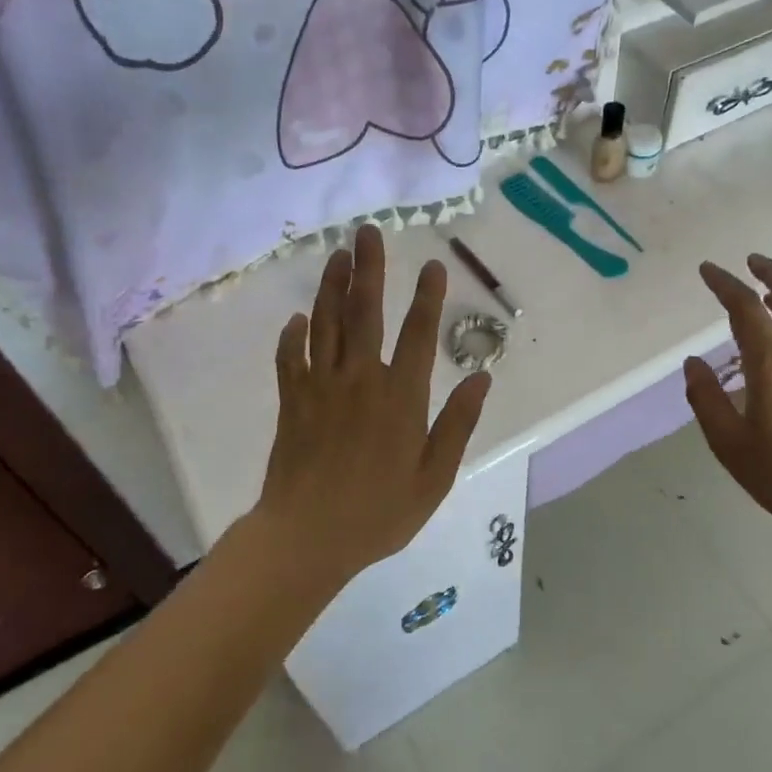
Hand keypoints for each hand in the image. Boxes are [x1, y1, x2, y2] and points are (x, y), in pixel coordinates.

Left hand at [256, 224, 491, 588]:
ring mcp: (322, 387)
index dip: (428, 297)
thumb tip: (482, 378)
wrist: (307, 538)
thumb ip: (458, 424)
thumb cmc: (379, 512)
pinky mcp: (293, 401)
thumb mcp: (435, 477)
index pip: (419, 334)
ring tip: (338, 255)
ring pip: (326, 324)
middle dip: (370, 269)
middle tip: (368, 232)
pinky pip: (290, 358)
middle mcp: (361, 379)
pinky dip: (292, 335)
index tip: (434, 265)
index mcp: (401, 396)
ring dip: (332, 286)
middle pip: (365, 312)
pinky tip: (296, 318)